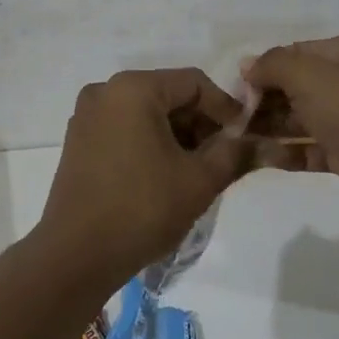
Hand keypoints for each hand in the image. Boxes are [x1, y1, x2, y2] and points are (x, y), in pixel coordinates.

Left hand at [32, 69, 248, 290]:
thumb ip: (234, 153)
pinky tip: (164, 175)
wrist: (75, 256)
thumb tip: (262, 143)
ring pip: (146, 112)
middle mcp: (105, 91)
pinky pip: (124, 128)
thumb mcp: (199, 180)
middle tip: (223, 157)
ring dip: (176, 134)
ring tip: (197, 170)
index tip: (244, 139)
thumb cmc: (142, 209)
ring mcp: (87, 116)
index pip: (194, 82)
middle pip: (168, 94)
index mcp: (133, 88)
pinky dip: (149, 142)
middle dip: (200, 123)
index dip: (225, 108)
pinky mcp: (78, 141)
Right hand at [242, 34, 338, 235]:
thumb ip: (272, 65)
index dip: (265, 67)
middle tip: (233, 117)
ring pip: (303, 118)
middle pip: (298, 86)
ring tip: (237, 138)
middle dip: (265, 99)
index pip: (297, 52)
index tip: (236, 88)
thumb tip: (246, 66)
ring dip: (271, 127)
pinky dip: (288, 151)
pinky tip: (260, 157)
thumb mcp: (307, 74)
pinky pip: (312, 148)